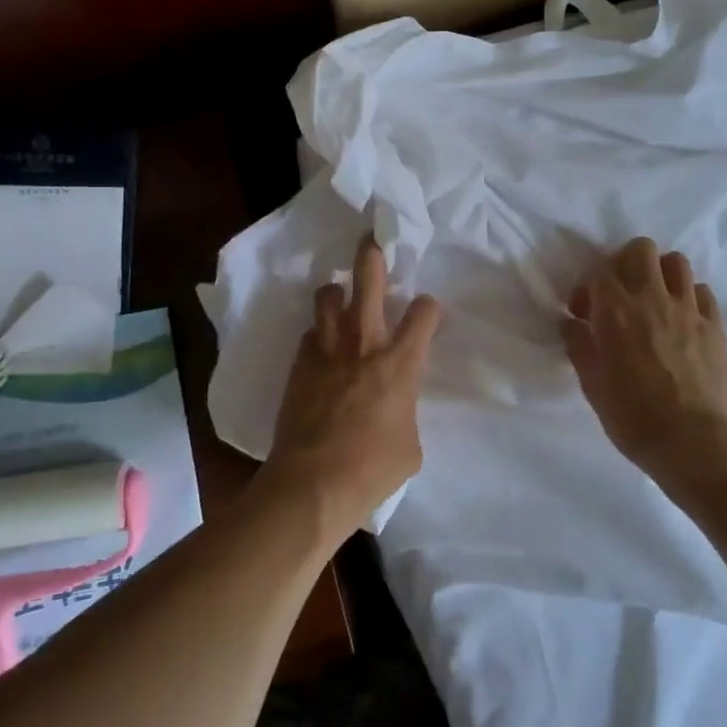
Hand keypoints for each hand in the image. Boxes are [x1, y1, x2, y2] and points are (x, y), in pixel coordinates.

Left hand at [261, 235, 441, 542]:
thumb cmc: (373, 469)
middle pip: (368, 278)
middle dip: (372, 254)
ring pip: (328, 295)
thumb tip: (395, 408)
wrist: (313, 484)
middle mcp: (365, 343)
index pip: (424, 312)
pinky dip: (317, 335)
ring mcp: (327, 350)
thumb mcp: (411, 445)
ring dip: (337, 293)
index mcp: (402, 361)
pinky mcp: (298, 364)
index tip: (426, 315)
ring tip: (341, 300)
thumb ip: (406, 412)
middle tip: (372, 241)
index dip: (428, 308)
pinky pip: (309, 334)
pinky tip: (320, 349)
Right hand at [563, 238, 726, 481]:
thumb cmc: (633, 417)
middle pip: (641, 249)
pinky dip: (688, 296)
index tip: (583, 314)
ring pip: (675, 262)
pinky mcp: (714, 325)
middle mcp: (652, 298)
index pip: (599, 271)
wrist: (695, 443)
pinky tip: (681, 319)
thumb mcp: (592, 385)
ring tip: (653, 300)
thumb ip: (579, 345)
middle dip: (625, 263)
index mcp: (615, 311)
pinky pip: (701, 291)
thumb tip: (572, 322)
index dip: (587, 288)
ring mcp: (688, 309)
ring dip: (660, 273)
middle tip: (620, 293)